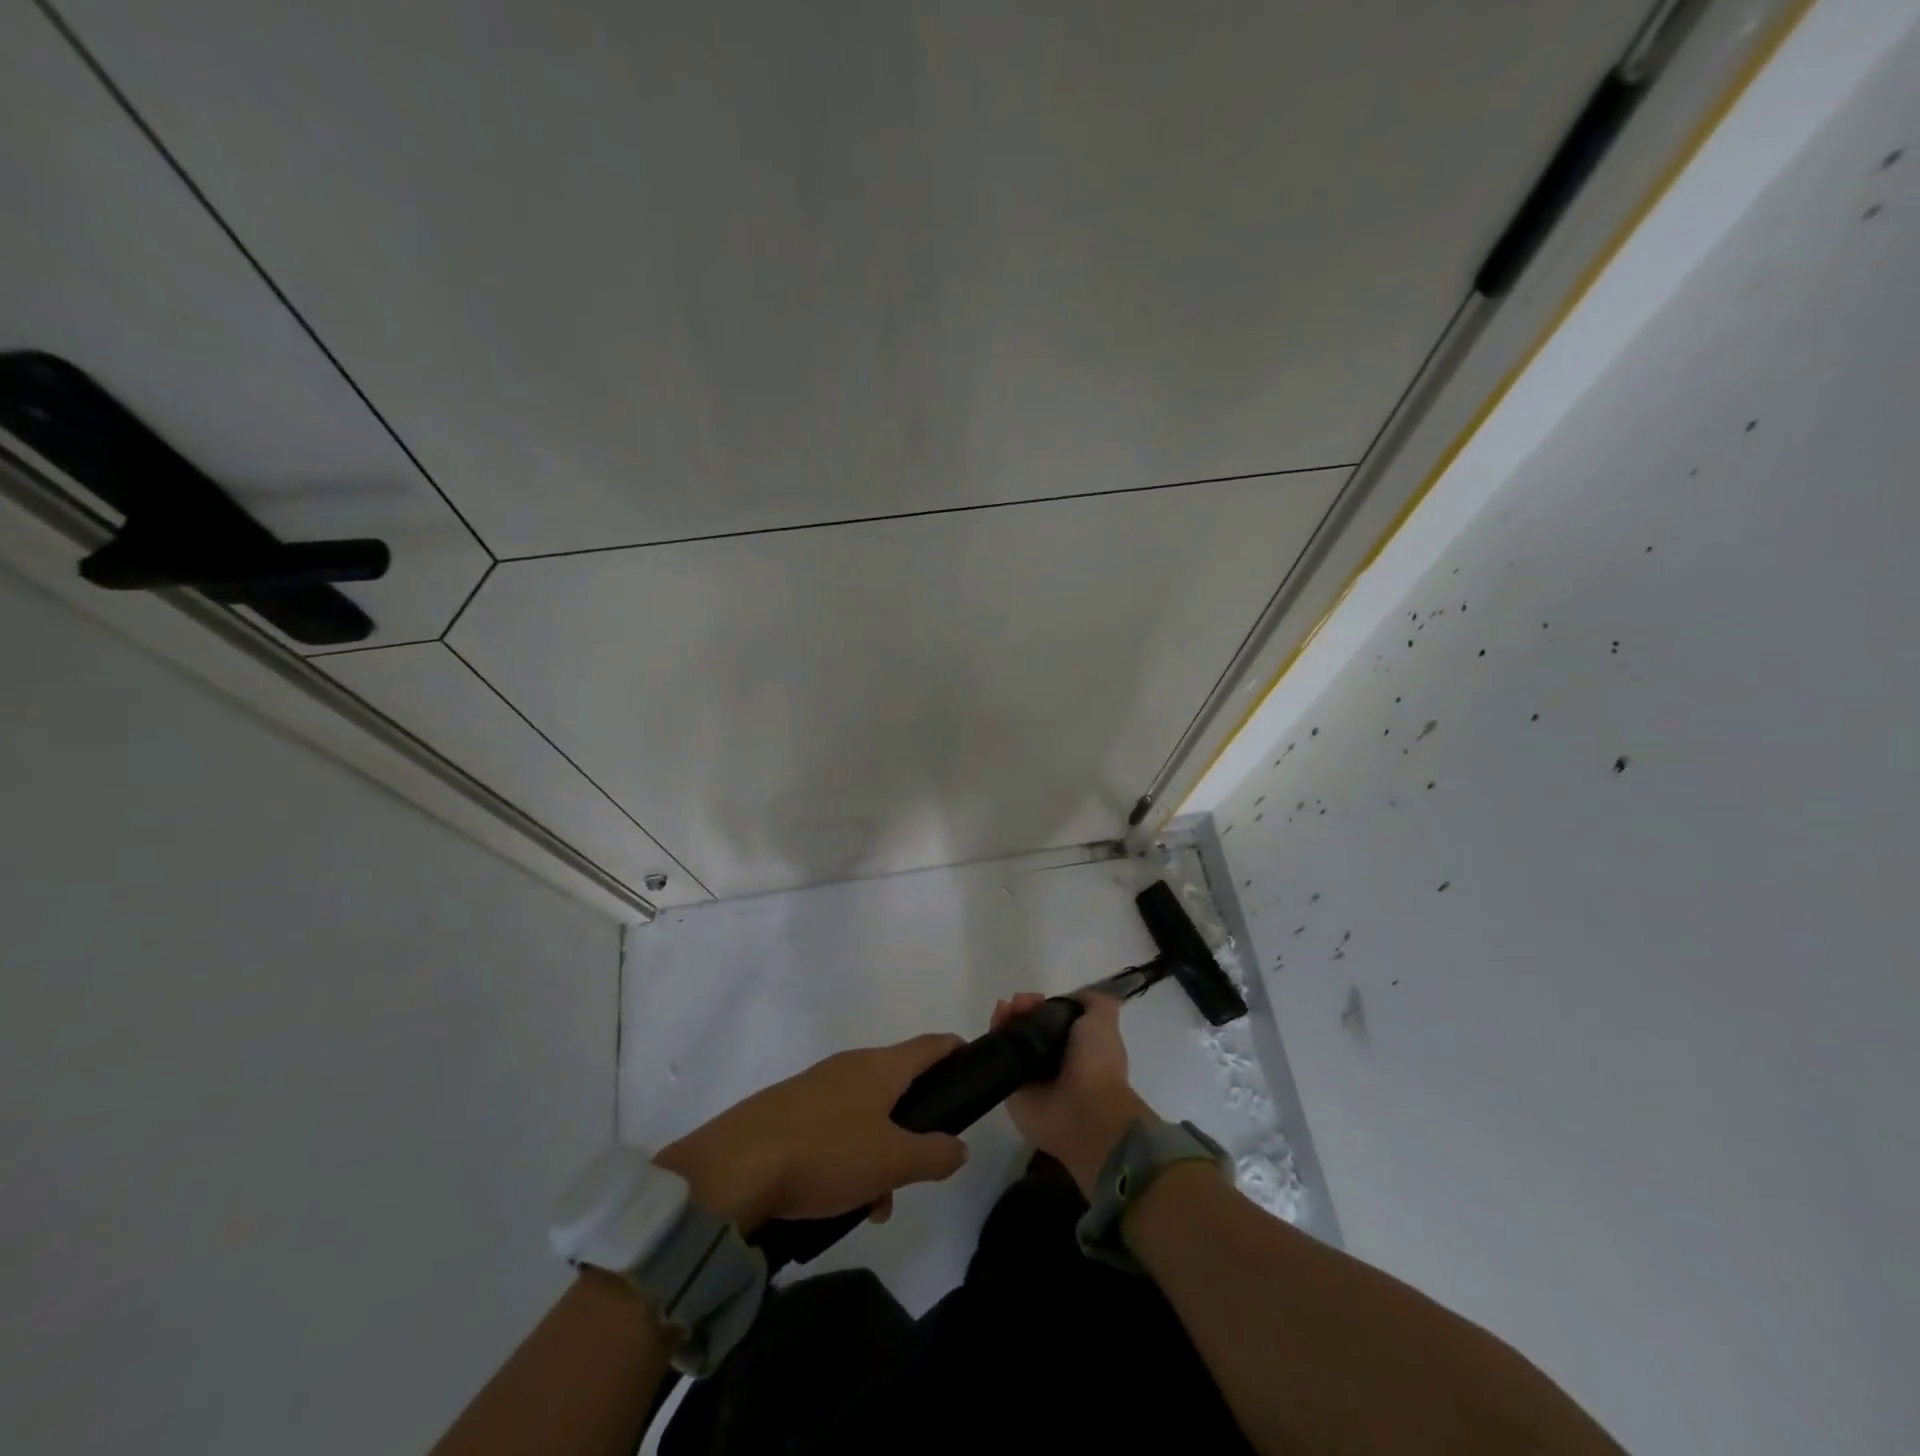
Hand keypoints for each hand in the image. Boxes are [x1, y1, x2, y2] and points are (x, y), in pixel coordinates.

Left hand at [657, 1034, 969, 1231]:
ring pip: (865, 1114)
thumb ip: (934, 1153)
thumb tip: (959, 1146)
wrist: (733, 1168)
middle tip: (918, 1169)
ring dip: (879, 1153)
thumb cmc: (826, 1153)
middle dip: (913, 1128)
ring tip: (874, 1203)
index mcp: (879, 1066)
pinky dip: (847, 1158)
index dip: (955, 1050)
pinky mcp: (788, 1111)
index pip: (929, 1045)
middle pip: (897, 1085)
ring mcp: (815, 1087)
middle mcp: (848, 1066)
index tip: (973, 1066)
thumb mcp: (891, 1160)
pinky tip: (838, 1201)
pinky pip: (834, 1128)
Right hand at [991, 992, 1153, 1195]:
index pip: (1052, 1020)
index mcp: (1077, 1047)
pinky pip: (999, 1060)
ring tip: (1005, 1010)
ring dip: (1005, 1019)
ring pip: (1012, 1040)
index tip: (1037, 998)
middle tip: (1018, 1003)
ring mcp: (1031, 1076)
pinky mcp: (1011, 1090)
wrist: (1085, 1111)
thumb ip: (1094, 1003)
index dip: (1043, 1005)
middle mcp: (1053, 1061)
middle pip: (1029, 1027)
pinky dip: (994, 1038)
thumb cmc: (1096, 1063)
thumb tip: (1074, 997)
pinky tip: (995, 1024)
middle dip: (1022, 1010)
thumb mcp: (1103, 1021)